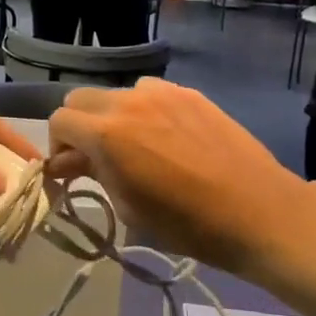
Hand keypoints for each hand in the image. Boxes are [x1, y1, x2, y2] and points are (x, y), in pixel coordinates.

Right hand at [45, 79, 299, 274]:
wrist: (258, 212)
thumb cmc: (187, 223)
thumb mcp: (128, 206)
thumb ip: (93, 174)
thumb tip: (68, 162)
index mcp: (106, 133)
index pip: (59, 120)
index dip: (57, 145)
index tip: (70, 167)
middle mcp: (127, 102)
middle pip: (80, 97)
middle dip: (78, 124)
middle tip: (94, 154)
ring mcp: (161, 93)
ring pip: (116, 92)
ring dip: (112, 114)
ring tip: (133, 143)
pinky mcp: (189, 93)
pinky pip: (150, 93)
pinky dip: (144, 109)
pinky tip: (164, 135)